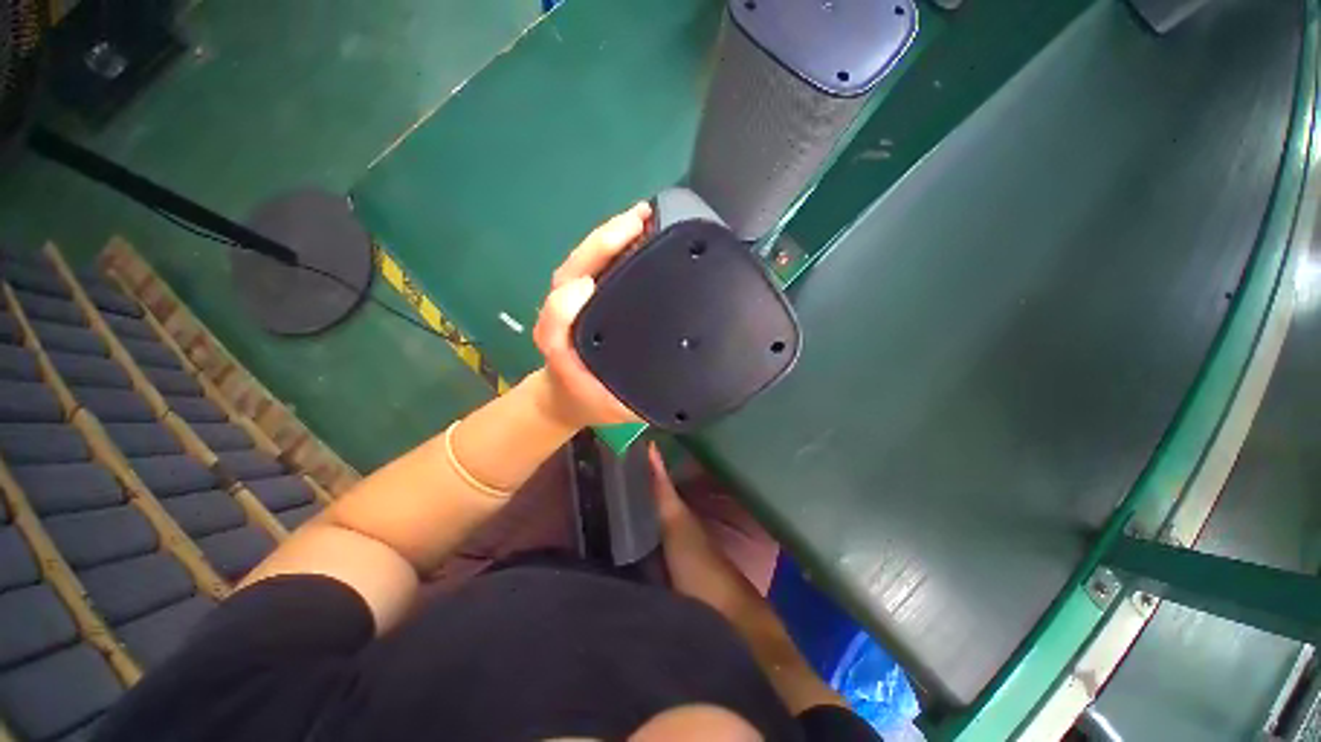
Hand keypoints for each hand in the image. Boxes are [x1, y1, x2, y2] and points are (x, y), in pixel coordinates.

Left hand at [534, 202, 652, 427]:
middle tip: (645, 219)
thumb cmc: (586, 397)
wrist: (566, 394)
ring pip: (584, 261)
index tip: (614, 263)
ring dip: (611, 235)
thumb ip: (629, 395)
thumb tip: (668, 365)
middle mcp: (564, 310)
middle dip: (606, 241)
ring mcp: (572, 298)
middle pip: (577, 267)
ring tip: (646, 217)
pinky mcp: (583, 293)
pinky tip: (640, 234)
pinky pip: (595, 264)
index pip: (564, 302)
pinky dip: (614, 244)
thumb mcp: (610, 404)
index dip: (584, 279)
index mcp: (564, 337)